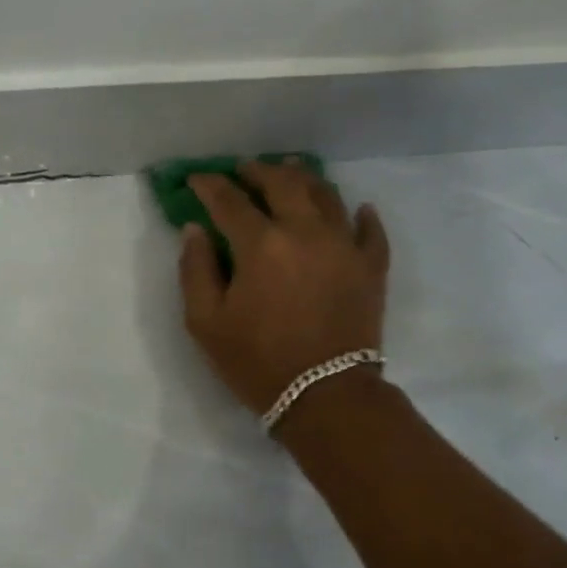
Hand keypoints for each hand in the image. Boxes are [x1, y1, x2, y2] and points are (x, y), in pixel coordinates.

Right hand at [178, 162, 390, 415]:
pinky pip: (370, 231)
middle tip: (244, 170)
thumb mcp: (206, 323)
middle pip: (282, 183)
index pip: (229, 200)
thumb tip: (195, 230)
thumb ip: (195, 270)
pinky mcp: (371, 267)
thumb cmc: (258, 361)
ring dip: (304, 179)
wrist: (326, 397)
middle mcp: (305, 231)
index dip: (209, 185)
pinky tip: (359, 209)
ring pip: (326, 195)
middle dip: (257, 171)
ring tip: (291, 171)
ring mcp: (344, 246)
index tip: (197, 180)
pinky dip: (363, 216)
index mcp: (261, 244)